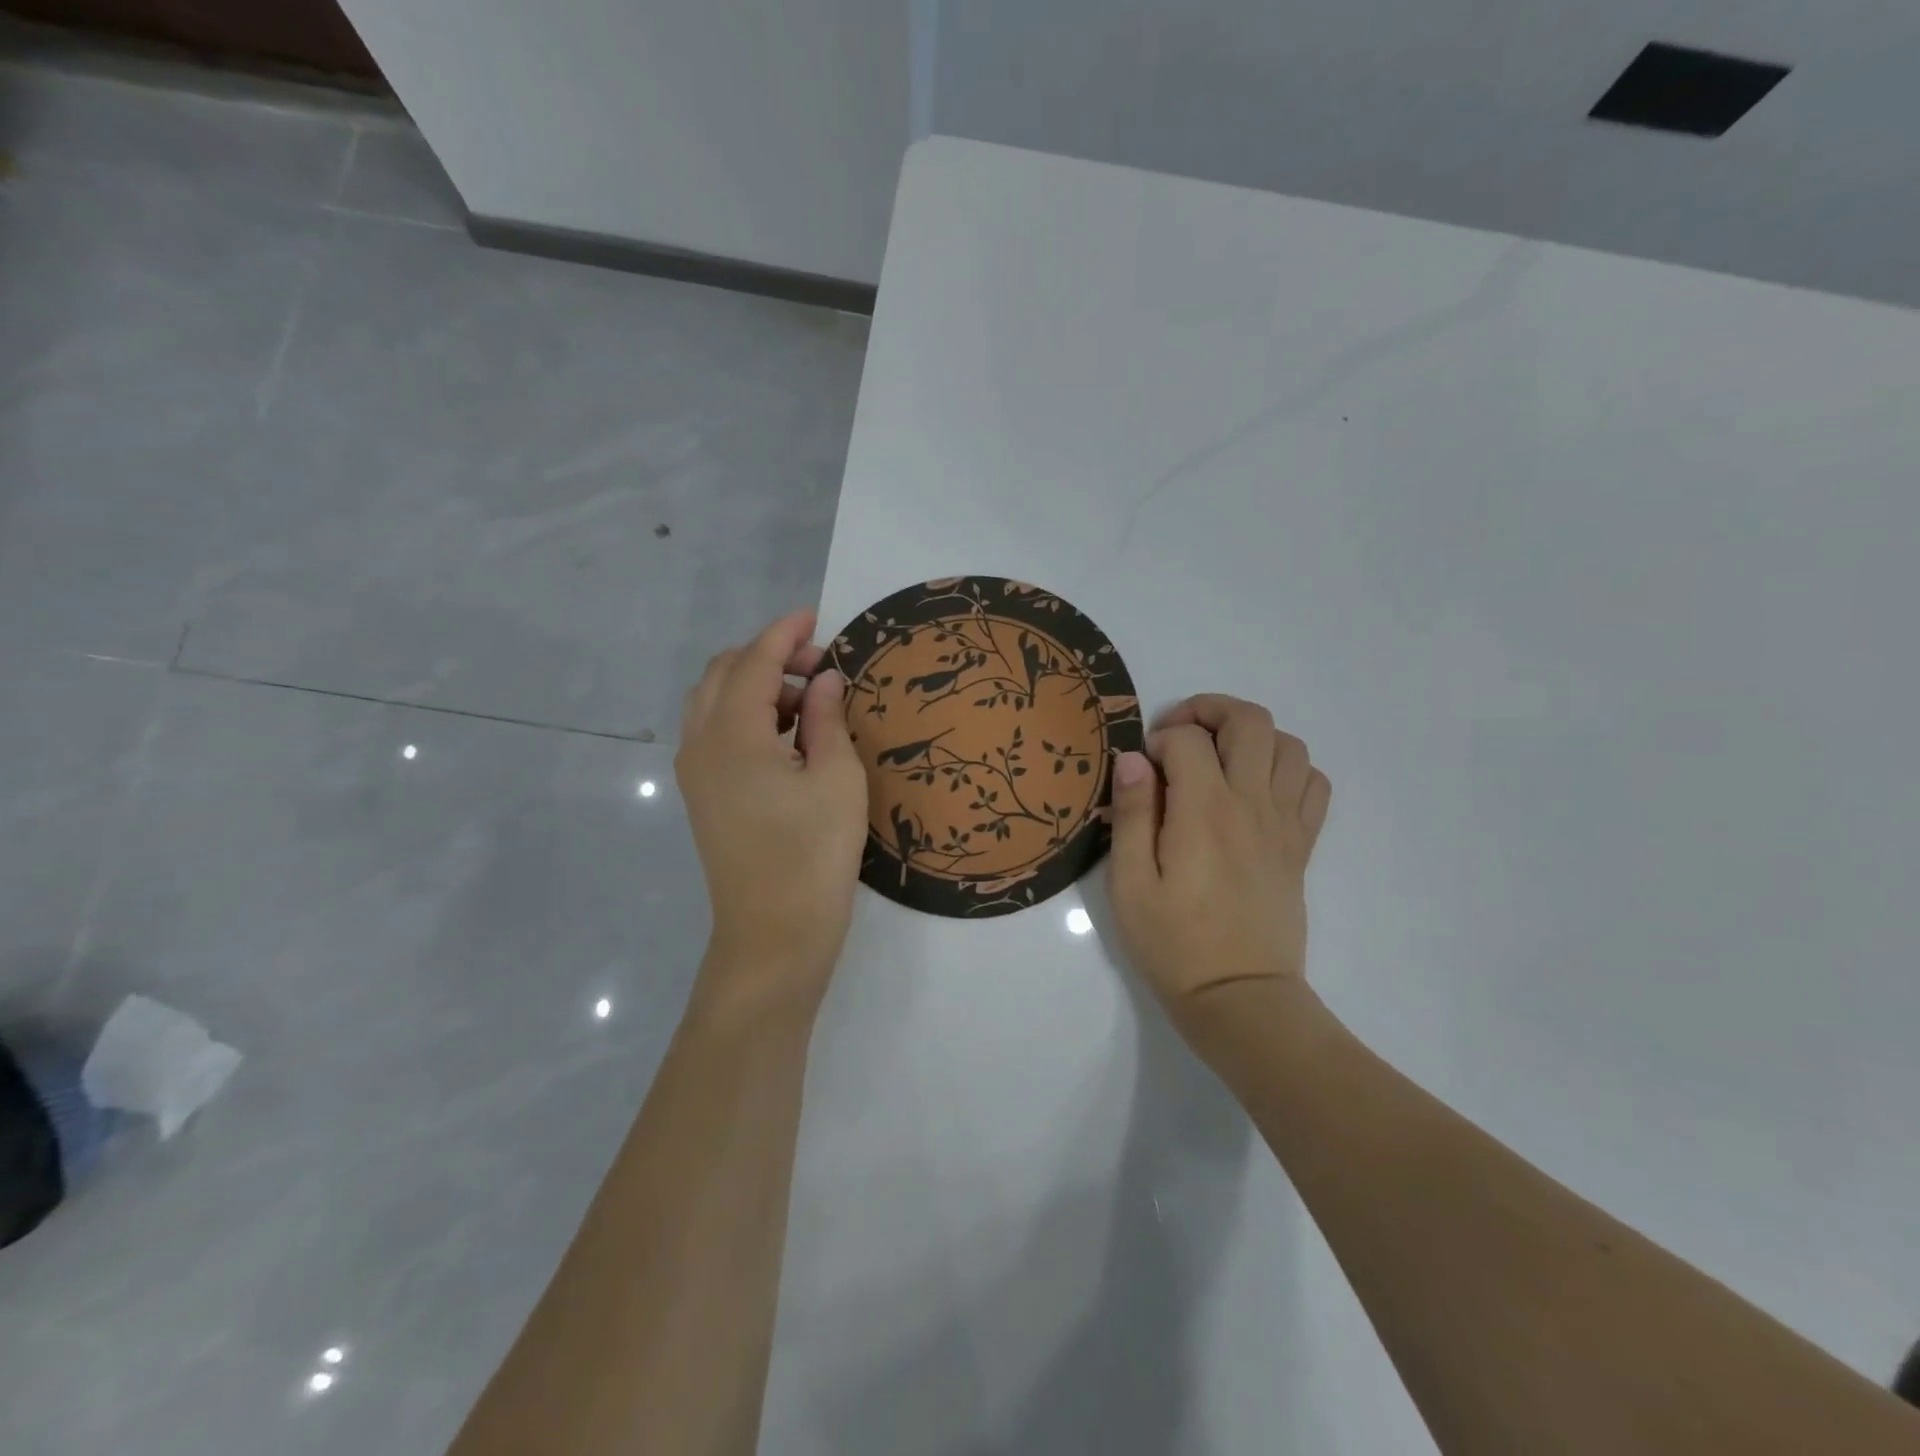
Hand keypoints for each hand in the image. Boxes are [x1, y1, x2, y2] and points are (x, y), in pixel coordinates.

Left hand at [676, 610, 868, 1017]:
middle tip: (819, 667)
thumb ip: (827, 718)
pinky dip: (747, 716)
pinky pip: (715, 732)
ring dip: (756, 686)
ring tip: (808, 702)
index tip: (814, 616)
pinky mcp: (702, 796)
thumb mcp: (837, 779)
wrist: (774, 936)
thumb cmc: (814, 856)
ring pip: (714, 702)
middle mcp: (701, 745)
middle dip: (768, 657)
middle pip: (724, 674)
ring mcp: (696, 773)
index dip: (784, 634)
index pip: (755, 663)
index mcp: (733, 735)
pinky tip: (787, 736)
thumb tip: (824, 679)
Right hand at [1108, 695, 1331, 1034]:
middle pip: (1250, 721)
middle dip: (1210, 710)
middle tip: (1179, 736)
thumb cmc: (1173, 943)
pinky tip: (1258, 788)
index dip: (1159, 739)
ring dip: (1251, 736)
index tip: (1141, 769)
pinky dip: (1289, 768)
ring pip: (1289, 745)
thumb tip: (1133, 759)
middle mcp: (1252, 804)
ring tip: (1218, 758)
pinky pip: (1314, 784)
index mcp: (1204, 811)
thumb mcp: (1129, 883)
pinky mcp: (1301, 846)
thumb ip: (1132, 814)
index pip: (1188, 739)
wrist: (1239, 998)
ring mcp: (1284, 824)